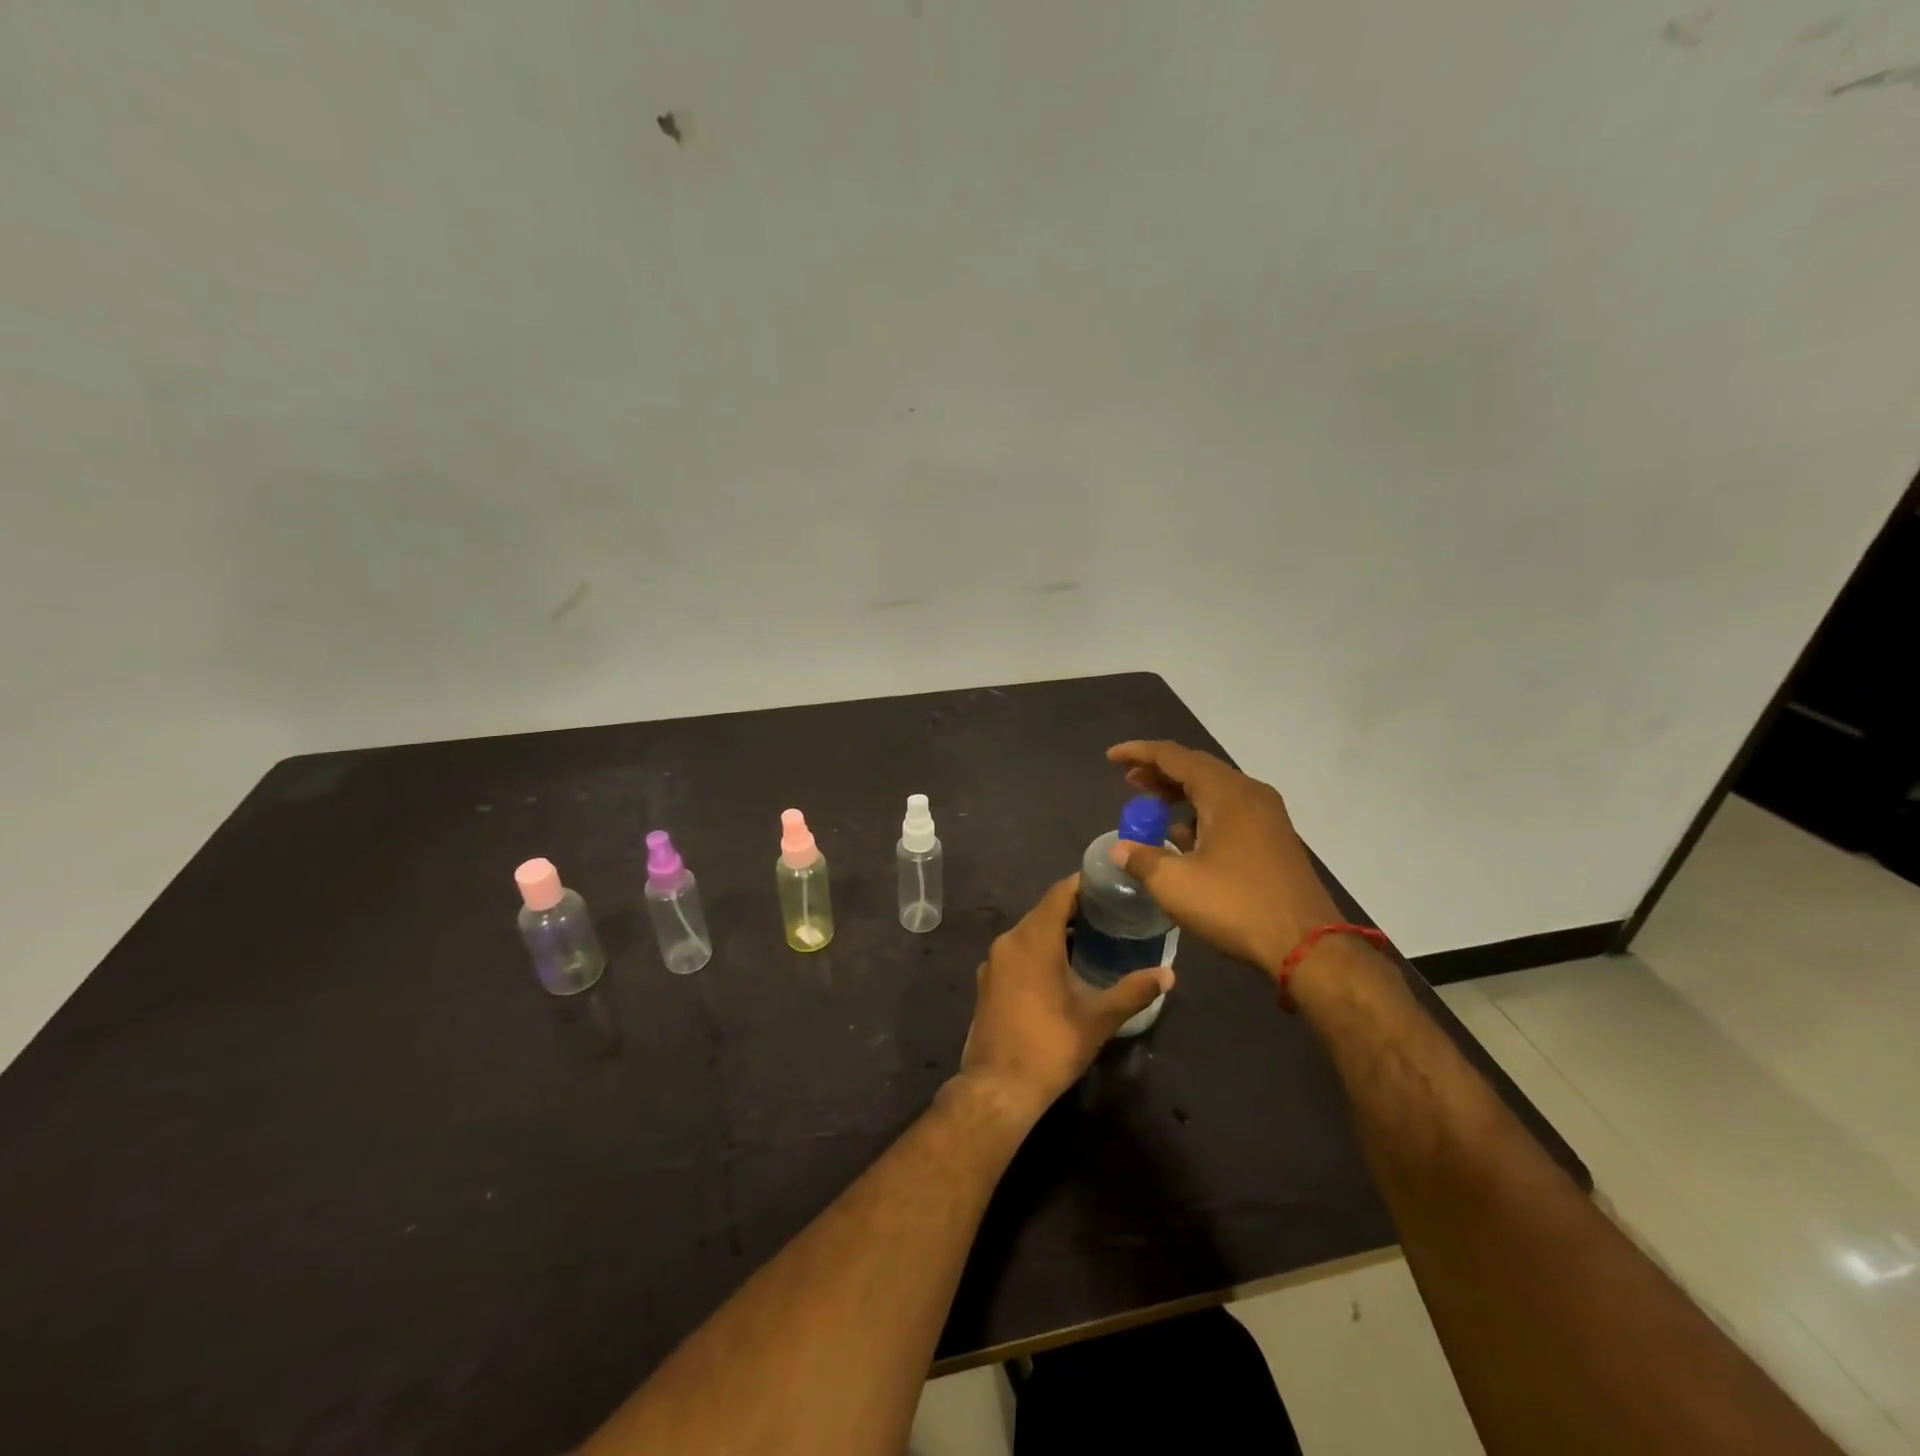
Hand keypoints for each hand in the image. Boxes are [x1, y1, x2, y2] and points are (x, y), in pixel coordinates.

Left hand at [957, 875, 1171, 1122]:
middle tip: (1110, 914)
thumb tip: (1168, 974)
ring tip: (1092, 940)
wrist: (997, 1088)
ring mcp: (993, 962)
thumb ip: (1132, 991)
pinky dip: (1039, 950)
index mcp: (1033, 940)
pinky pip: (1017, 951)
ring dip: (1056, 931)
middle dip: (1075, 909)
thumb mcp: (1097, 1020)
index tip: (1110, 885)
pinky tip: (1062, 969)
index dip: (1084, 884)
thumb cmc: (1050, 1047)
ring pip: (1029, 932)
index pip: (1059, 894)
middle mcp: (1008, 941)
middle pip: (1044, 911)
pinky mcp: (987, 981)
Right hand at [1106, 739, 1341, 979]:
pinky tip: (1184, 837)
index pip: (1174, 757)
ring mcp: (1267, 816)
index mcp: (1226, 793)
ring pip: (1215, 789)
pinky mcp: (1275, 839)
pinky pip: (1230, 810)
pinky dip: (1200, 813)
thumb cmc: (1236, 906)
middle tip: (1129, 782)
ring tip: (1151, 807)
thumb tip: (1120, 849)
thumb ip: (1142, 860)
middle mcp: (1250, 793)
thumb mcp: (1176, 884)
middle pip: (1197, 768)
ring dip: (1180, 793)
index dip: (1139, 754)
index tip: (1112, 758)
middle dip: (1159, 772)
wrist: (1308, 946)